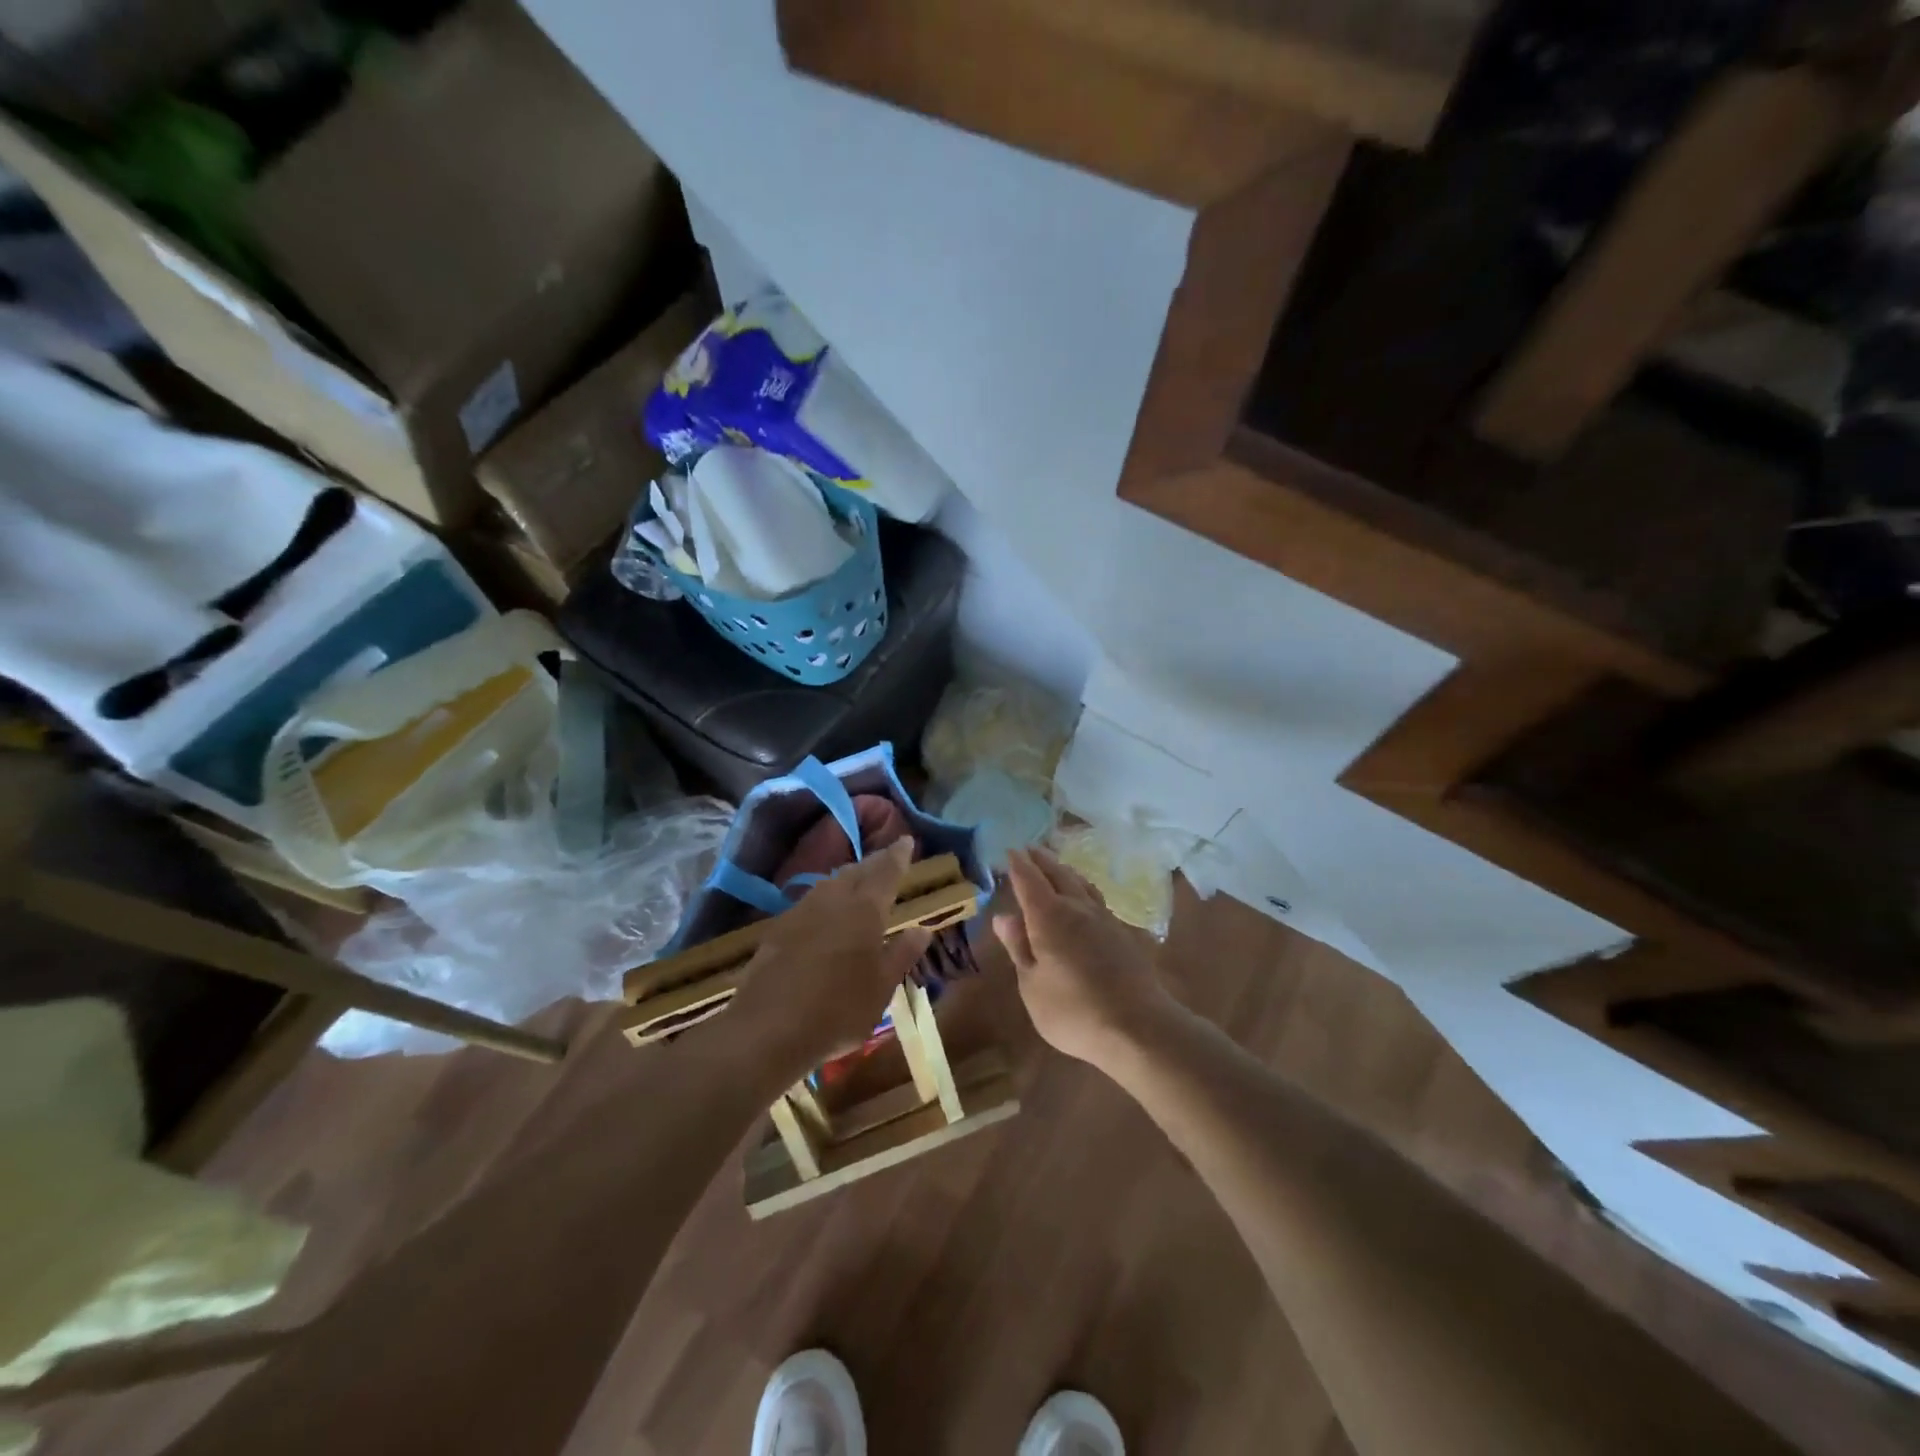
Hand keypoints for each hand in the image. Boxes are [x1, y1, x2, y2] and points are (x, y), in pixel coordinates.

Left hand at [727, 837, 931, 1079]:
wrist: (768, 1028)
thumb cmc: (838, 1011)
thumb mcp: (881, 988)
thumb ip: (902, 954)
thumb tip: (922, 929)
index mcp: (865, 910)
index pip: (886, 871)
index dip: (898, 855)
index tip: (906, 839)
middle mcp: (833, 900)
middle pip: (857, 871)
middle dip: (874, 862)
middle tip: (887, 857)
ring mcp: (801, 911)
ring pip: (830, 883)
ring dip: (848, 876)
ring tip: (858, 879)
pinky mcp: (778, 928)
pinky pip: (809, 900)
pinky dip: (825, 897)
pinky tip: (824, 910)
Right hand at [996, 847, 1176, 1069]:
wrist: (1137, 1026)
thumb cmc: (1073, 1011)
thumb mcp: (1032, 985)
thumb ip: (1019, 947)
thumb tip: (1004, 917)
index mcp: (1048, 917)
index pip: (1029, 880)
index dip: (1017, 865)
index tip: (1009, 851)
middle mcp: (1076, 908)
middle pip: (1057, 874)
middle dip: (1041, 860)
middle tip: (1029, 850)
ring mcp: (1104, 918)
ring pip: (1080, 882)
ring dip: (1064, 870)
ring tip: (1055, 866)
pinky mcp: (1122, 932)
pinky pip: (1096, 897)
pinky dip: (1082, 887)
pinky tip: (1084, 896)